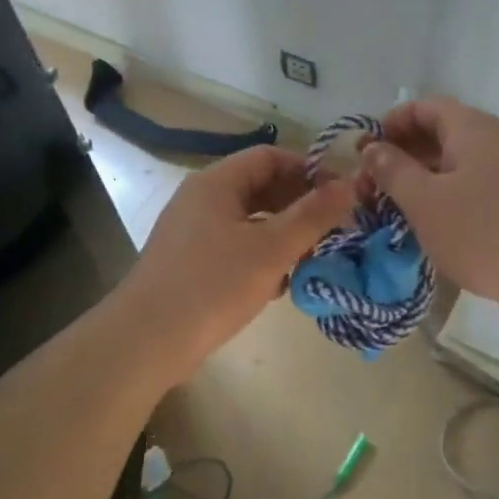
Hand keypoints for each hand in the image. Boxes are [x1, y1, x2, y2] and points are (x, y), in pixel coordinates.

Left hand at [121, 145, 355, 370]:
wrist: (146, 341)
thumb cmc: (213, 285)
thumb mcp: (272, 249)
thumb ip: (314, 215)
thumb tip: (352, 183)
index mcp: (216, 183)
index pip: (270, 157)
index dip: (308, 171)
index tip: (339, 196)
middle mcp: (201, 199)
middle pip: (260, 187)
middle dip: (298, 205)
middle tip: (332, 229)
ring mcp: (192, 231)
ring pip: (250, 219)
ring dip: (283, 233)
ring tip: (311, 258)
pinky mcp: (190, 262)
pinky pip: (235, 245)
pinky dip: (261, 255)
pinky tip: (279, 283)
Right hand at [362, 97, 498, 320]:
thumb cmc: (481, 231)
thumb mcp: (424, 200)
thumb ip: (393, 170)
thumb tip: (373, 148)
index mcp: (470, 127)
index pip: (423, 107)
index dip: (390, 124)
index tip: (365, 154)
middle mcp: (492, 138)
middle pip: (438, 132)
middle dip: (400, 154)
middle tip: (371, 186)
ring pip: (454, 161)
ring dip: (420, 177)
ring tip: (393, 206)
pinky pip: (470, 182)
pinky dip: (443, 193)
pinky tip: (429, 221)